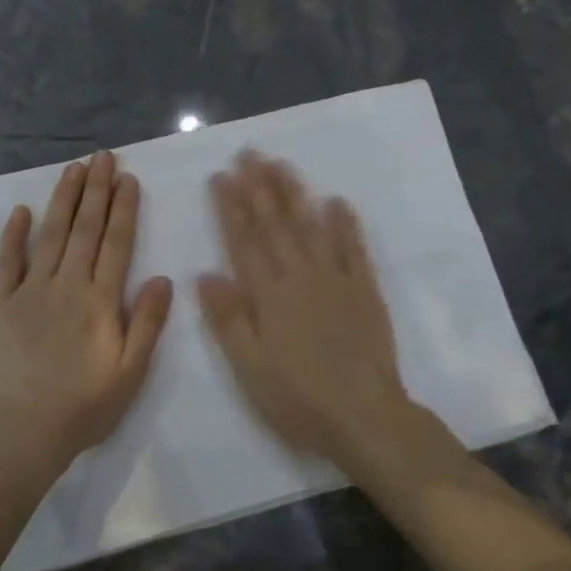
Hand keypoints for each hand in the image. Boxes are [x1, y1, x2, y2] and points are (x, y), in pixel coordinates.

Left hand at [0, 150, 173, 475]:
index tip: (128, 179)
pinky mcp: (2, 303)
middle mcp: (66, 285)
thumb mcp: (130, 372)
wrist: (24, 430)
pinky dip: (14, 234)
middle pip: (85, 229)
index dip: (124, 209)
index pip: (116, 243)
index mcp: (99, 300)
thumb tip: (162, 278)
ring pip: (51, 235)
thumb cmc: (84, 405)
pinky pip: (8, 261)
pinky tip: (22, 210)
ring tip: (74, 169)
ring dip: (64, 200)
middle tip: (102, 157)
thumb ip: (146, 323)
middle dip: (96, 190)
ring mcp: (30, 291)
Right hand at [197, 151, 422, 471]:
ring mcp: (336, 281)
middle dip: (260, 187)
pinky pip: (354, 251)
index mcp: (268, 296)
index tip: (221, 176)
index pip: (244, 241)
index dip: (231, 207)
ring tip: (283, 165)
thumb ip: (228, 319)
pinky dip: (346, 225)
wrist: (365, 418)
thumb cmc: (298, 399)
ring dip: (295, 195)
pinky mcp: (365, 292)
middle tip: (250, 153)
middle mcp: (300, 278)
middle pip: (276, 225)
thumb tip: (205, 274)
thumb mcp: (249, 368)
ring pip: (311, 228)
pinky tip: (337, 202)